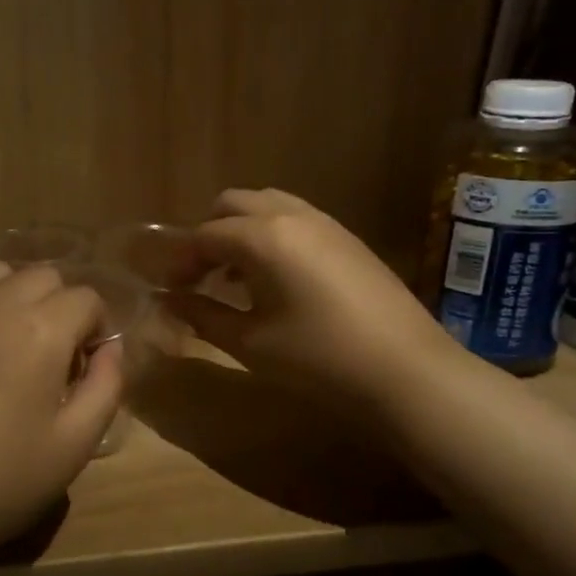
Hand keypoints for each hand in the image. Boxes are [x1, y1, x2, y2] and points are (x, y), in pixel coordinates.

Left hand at [0, 261, 124, 575]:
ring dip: (18, 294)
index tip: (89, 366)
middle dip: (62, 305)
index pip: (86, 298)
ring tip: (17, 341)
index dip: (98, 328)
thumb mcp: (73, 445)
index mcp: (40, 330)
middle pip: (42, 275)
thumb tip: (111, 350)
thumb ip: (105, 388)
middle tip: (58, 356)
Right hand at [164, 188, 448, 407]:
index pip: (205, 235)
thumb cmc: (317, 358)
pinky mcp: (348, 239)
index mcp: (263, 237)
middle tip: (200, 276)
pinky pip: (295, 219)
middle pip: (233, 204)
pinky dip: (271, 236)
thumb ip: (203, 315)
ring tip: (235, 277)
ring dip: (241, 231)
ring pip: (267, 205)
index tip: (169, 290)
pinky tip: (275, 280)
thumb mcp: (250, 342)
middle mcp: (292, 216)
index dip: (181, 260)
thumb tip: (170, 302)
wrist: (405, 370)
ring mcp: (325, 223)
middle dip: (208, 234)